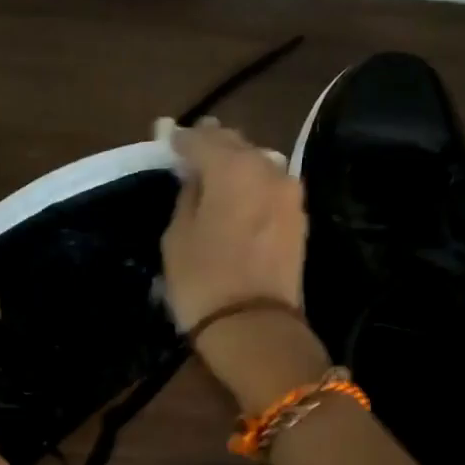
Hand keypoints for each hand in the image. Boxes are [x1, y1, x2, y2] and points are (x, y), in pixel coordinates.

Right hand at [162, 118, 331, 411]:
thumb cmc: (203, 281)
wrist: (255, 327)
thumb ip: (187, 196)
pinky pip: (269, 187)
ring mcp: (289, 193)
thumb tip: (195, 177)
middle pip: (236, 145)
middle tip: (190, 147)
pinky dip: (251, 185)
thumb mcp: (177, 236)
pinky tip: (236, 195)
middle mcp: (268, 168)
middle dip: (212, 144)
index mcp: (233, 167)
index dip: (180, 139)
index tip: (166, 137)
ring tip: (213, 171)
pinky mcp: (298, 218)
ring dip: (235, 164)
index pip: (202, 139)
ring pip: (257, 164)